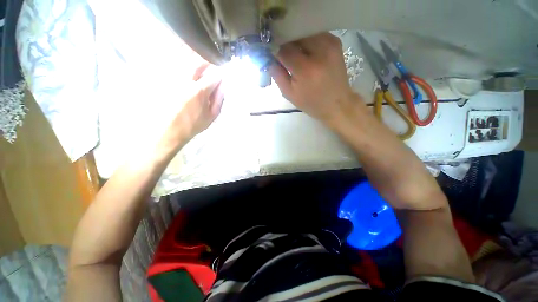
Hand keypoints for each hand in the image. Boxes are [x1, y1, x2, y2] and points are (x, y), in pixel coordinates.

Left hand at [158, 58, 223, 155]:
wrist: (169, 131)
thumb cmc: (193, 125)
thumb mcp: (212, 116)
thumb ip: (219, 100)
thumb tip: (223, 86)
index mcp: (199, 91)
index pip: (214, 76)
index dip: (220, 75)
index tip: (222, 76)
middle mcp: (185, 80)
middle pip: (197, 63)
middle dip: (206, 63)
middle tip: (209, 67)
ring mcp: (171, 79)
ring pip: (183, 61)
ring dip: (193, 62)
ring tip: (197, 67)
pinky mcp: (162, 80)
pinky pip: (170, 66)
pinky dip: (179, 64)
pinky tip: (182, 69)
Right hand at [268, 32, 360, 124]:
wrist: (337, 103)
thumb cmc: (311, 103)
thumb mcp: (289, 94)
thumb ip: (277, 74)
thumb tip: (268, 57)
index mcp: (305, 69)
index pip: (284, 49)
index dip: (275, 50)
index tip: (272, 54)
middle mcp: (319, 52)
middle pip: (295, 36)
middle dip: (286, 43)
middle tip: (283, 54)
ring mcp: (329, 44)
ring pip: (305, 32)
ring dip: (296, 41)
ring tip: (295, 54)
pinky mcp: (335, 42)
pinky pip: (315, 34)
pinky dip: (307, 41)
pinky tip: (306, 53)